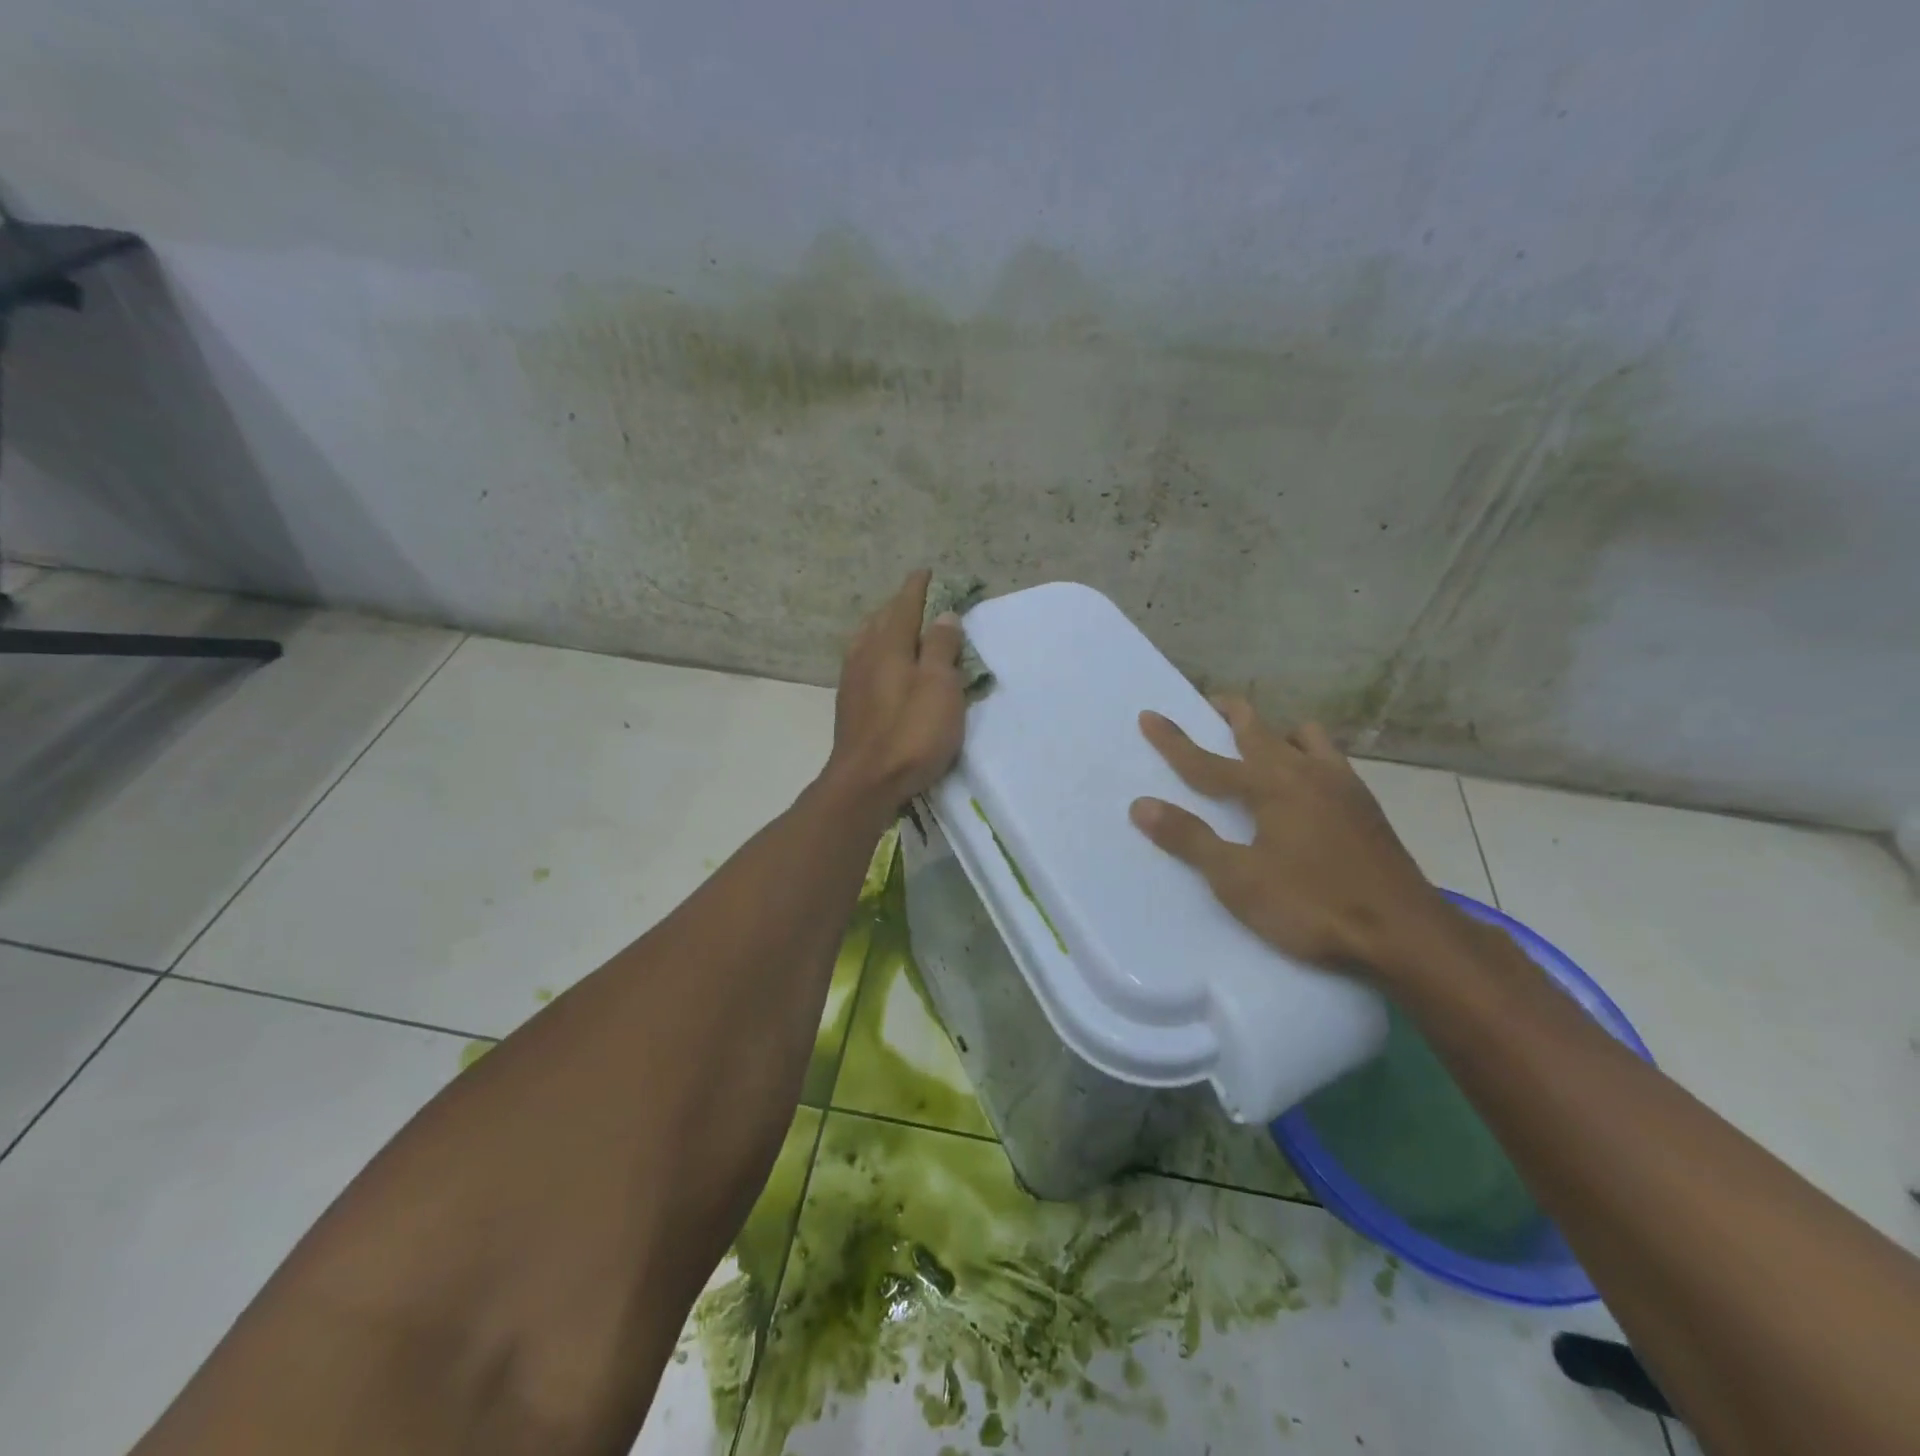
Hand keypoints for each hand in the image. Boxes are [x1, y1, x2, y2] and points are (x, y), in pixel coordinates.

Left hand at [823, 569, 965, 813]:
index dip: (918, 587)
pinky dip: (877, 651)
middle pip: (882, 619)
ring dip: (885, 627)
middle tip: (919, 600)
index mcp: (888, 645)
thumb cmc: (911, 732)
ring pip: (868, 640)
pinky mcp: (849, 704)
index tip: (927, 572)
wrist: (866, 782)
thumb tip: (944, 616)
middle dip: (900, 605)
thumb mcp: (939, 687)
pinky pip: (863, 661)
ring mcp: (852, 680)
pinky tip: (881, 664)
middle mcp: (865, 655)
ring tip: (901, 628)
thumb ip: (940, 648)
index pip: (905, 605)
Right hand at [1129, 698, 1457, 985]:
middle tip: (1211, 705)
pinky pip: (1332, 762)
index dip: (1174, 740)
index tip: (1149, 715)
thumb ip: (1190, 839)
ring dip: (1279, 733)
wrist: (1406, 935)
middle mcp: (1307, 773)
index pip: (1207, 760)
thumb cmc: (1312, 906)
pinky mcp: (1367, 808)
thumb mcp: (1238, 879)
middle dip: (1231, 714)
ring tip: (1265, 746)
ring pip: (1306, 738)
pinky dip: (1310, 757)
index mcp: (1271, 786)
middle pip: (1261, 731)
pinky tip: (1309, 787)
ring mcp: (1344, 787)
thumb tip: (1141, 805)